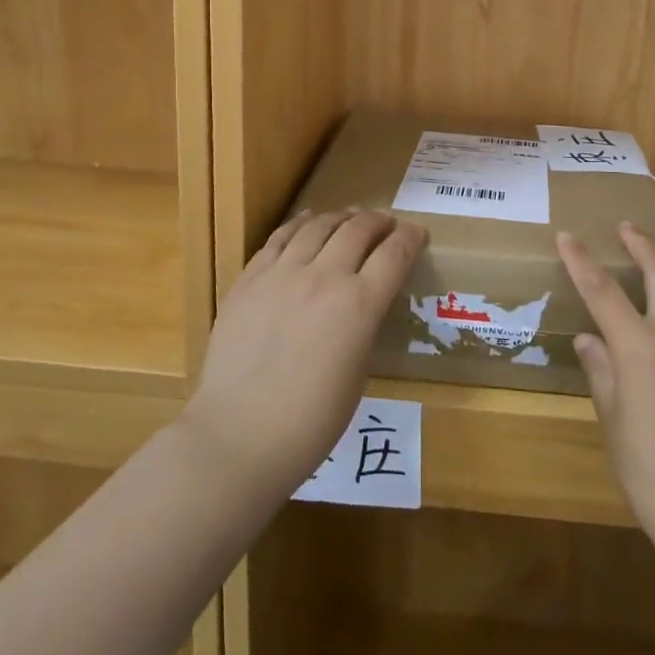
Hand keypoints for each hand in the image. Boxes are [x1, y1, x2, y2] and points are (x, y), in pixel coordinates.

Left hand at [183, 209, 426, 501]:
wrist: (238, 437)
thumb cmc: (310, 423)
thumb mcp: (357, 375)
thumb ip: (362, 327)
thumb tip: (361, 305)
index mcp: (359, 305)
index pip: (394, 254)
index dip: (411, 237)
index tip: (417, 233)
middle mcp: (324, 277)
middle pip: (358, 230)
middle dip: (378, 222)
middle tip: (386, 224)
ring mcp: (282, 273)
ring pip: (318, 225)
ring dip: (341, 218)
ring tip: (350, 218)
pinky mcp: (250, 278)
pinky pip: (280, 238)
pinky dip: (300, 223)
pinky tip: (307, 221)